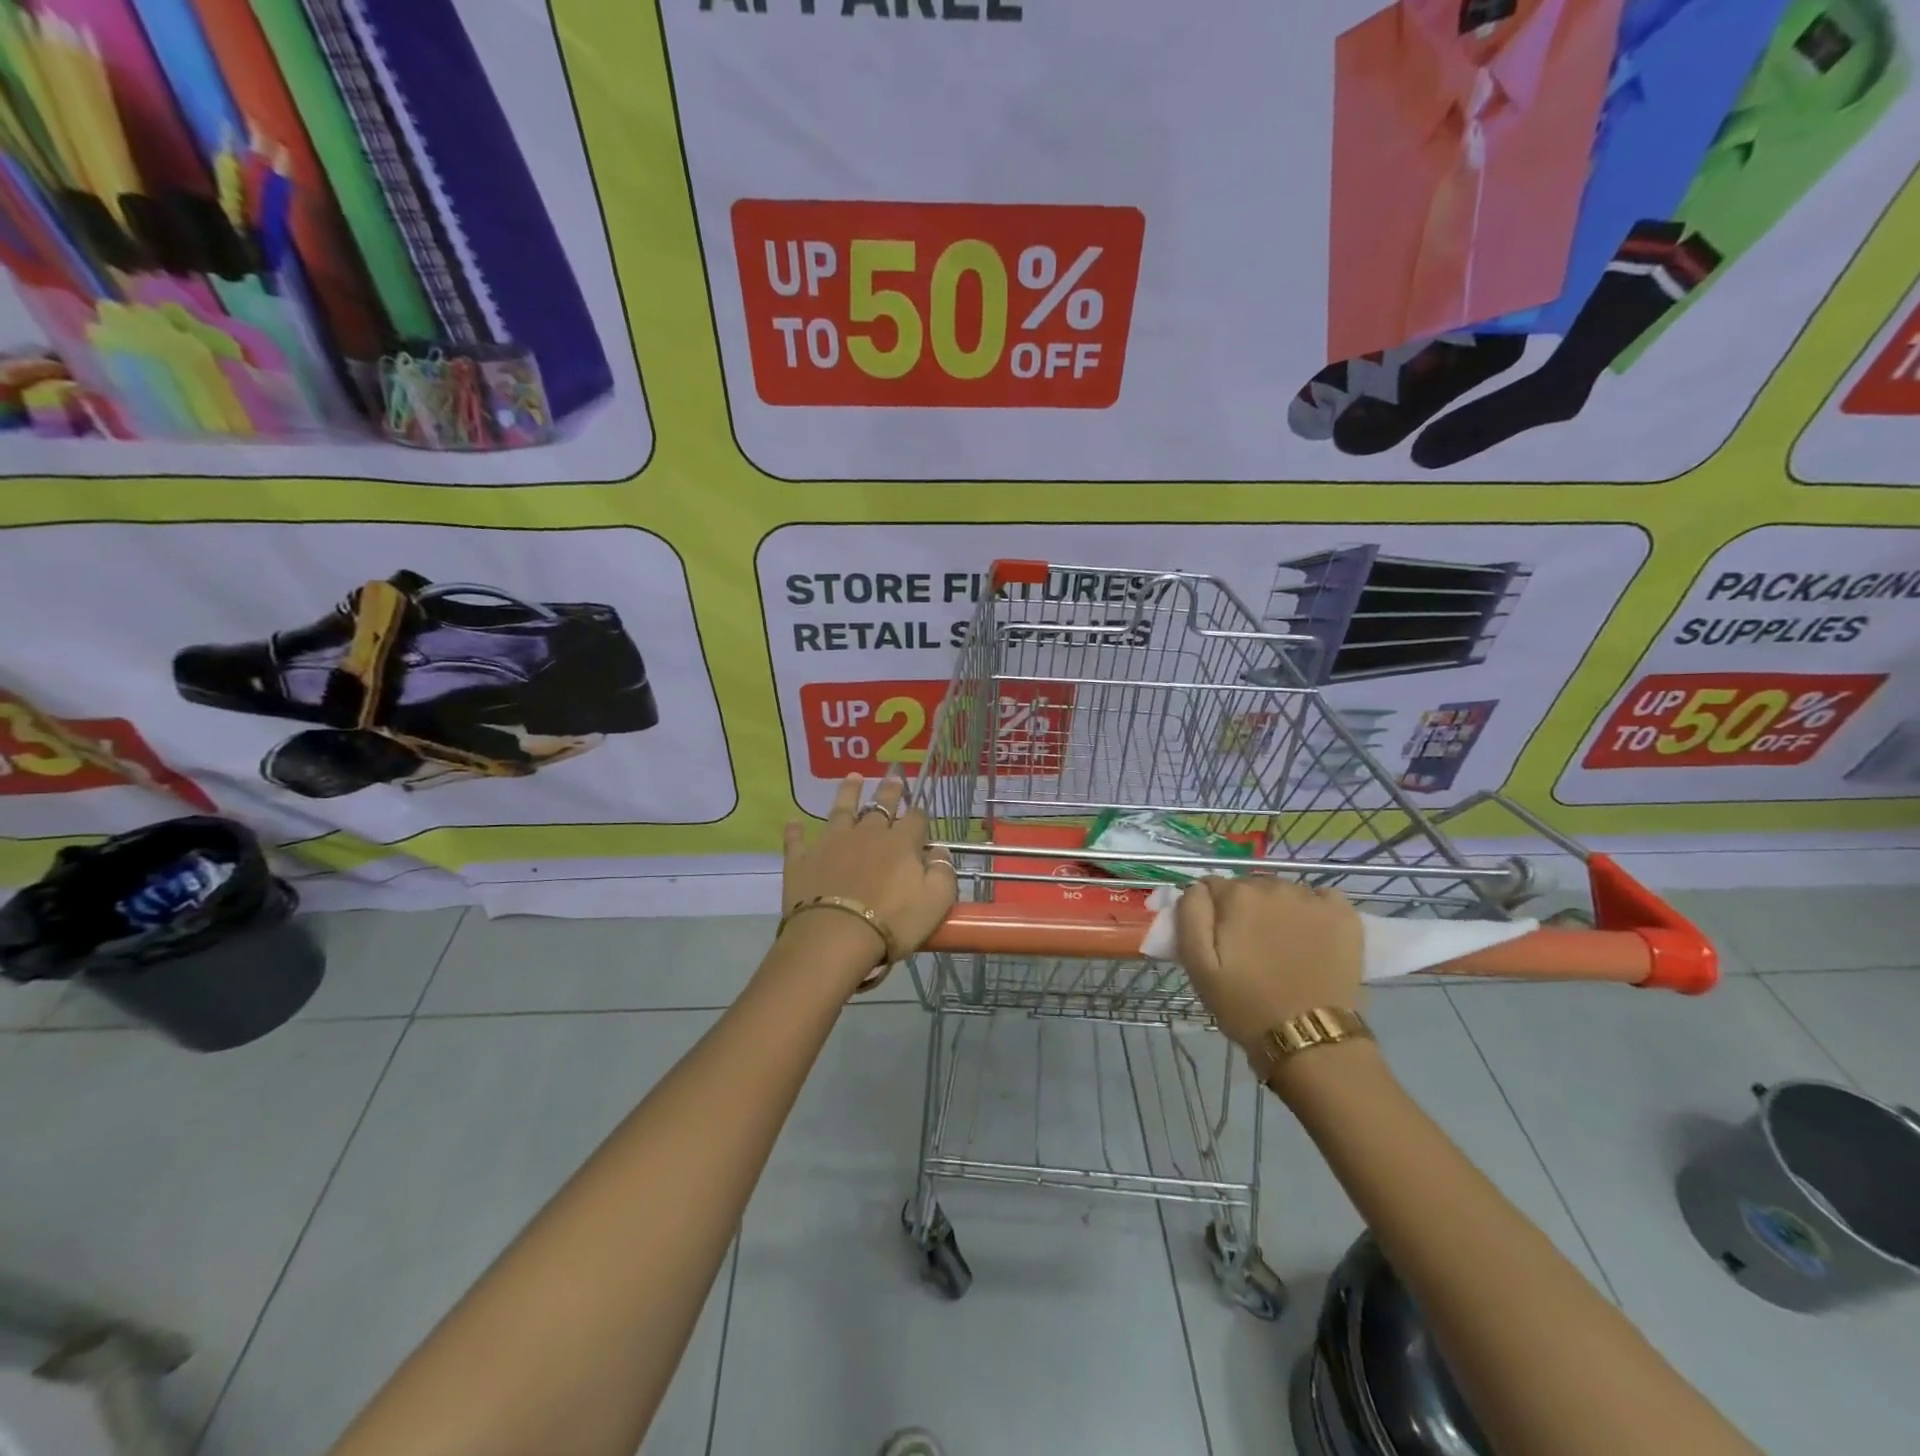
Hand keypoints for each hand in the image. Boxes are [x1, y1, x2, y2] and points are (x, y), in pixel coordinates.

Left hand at [781, 773, 957, 983]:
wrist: (835, 936)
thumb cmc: (892, 921)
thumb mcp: (935, 902)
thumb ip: (943, 873)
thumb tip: (940, 851)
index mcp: (900, 843)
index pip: (915, 819)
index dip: (919, 813)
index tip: (921, 808)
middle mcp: (867, 834)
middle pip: (880, 806)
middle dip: (889, 791)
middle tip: (894, 776)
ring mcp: (831, 843)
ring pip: (841, 810)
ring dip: (848, 792)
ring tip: (853, 777)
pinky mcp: (802, 859)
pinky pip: (797, 840)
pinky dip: (795, 831)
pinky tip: (792, 822)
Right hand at [1175, 876, 1364, 1055]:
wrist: (1310, 1038)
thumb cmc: (1245, 1005)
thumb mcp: (1197, 965)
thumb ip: (1190, 914)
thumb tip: (1198, 887)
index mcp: (1236, 896)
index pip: (1212, 886)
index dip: (1212, 911)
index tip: (1219, 939)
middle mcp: (1274, 886)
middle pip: (1249, 887)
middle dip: (1244, 909)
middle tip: (1249, 947)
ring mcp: (1313, 899)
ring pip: (1283, 892)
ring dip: (1277, 910)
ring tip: (1281, 946)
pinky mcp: (1345, 915)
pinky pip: (1322, 897)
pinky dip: (1314, 909)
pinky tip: (1312, 935)